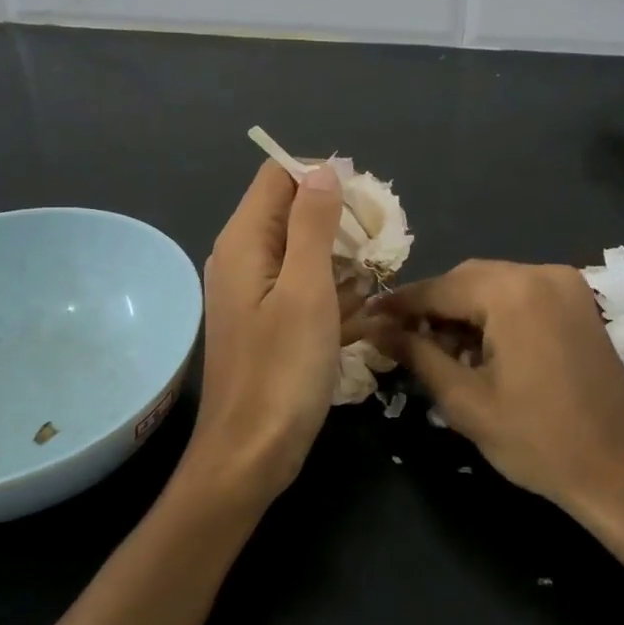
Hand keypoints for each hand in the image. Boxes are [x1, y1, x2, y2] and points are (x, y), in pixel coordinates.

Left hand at [182, 161, 349, 507]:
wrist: (250, 455)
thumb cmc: (282, 371)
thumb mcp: (306, 290)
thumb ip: (313, 224)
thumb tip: (323, 168)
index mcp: (244, 240)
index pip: (278, 175)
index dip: (322, 176)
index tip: (366, 202)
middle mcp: (242, 256)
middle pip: (291, 209)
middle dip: (339, 219)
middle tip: (381, 244)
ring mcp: (252, 290)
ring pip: (302, 250)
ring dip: (341, 257)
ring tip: (377, 279)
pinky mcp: (266, 319)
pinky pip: (301, 285)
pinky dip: (331, 289)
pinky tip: (361, 311)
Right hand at [376, 260, 623, 514]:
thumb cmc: (538, 441)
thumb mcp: (465, 400)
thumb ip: (416, 354)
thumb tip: (373, 328)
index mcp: (512, 291)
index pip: (438, 288)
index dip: (399, 304)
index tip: (365, 317)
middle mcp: (541, 273)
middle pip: (466, 279)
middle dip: (432, 307)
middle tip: (402, 341)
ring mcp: (566, 285)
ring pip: (493, 285)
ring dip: (463, 311)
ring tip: (441, 352)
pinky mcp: (579, 303)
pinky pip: (521, 295)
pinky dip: (494, 314)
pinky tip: (481, 349)